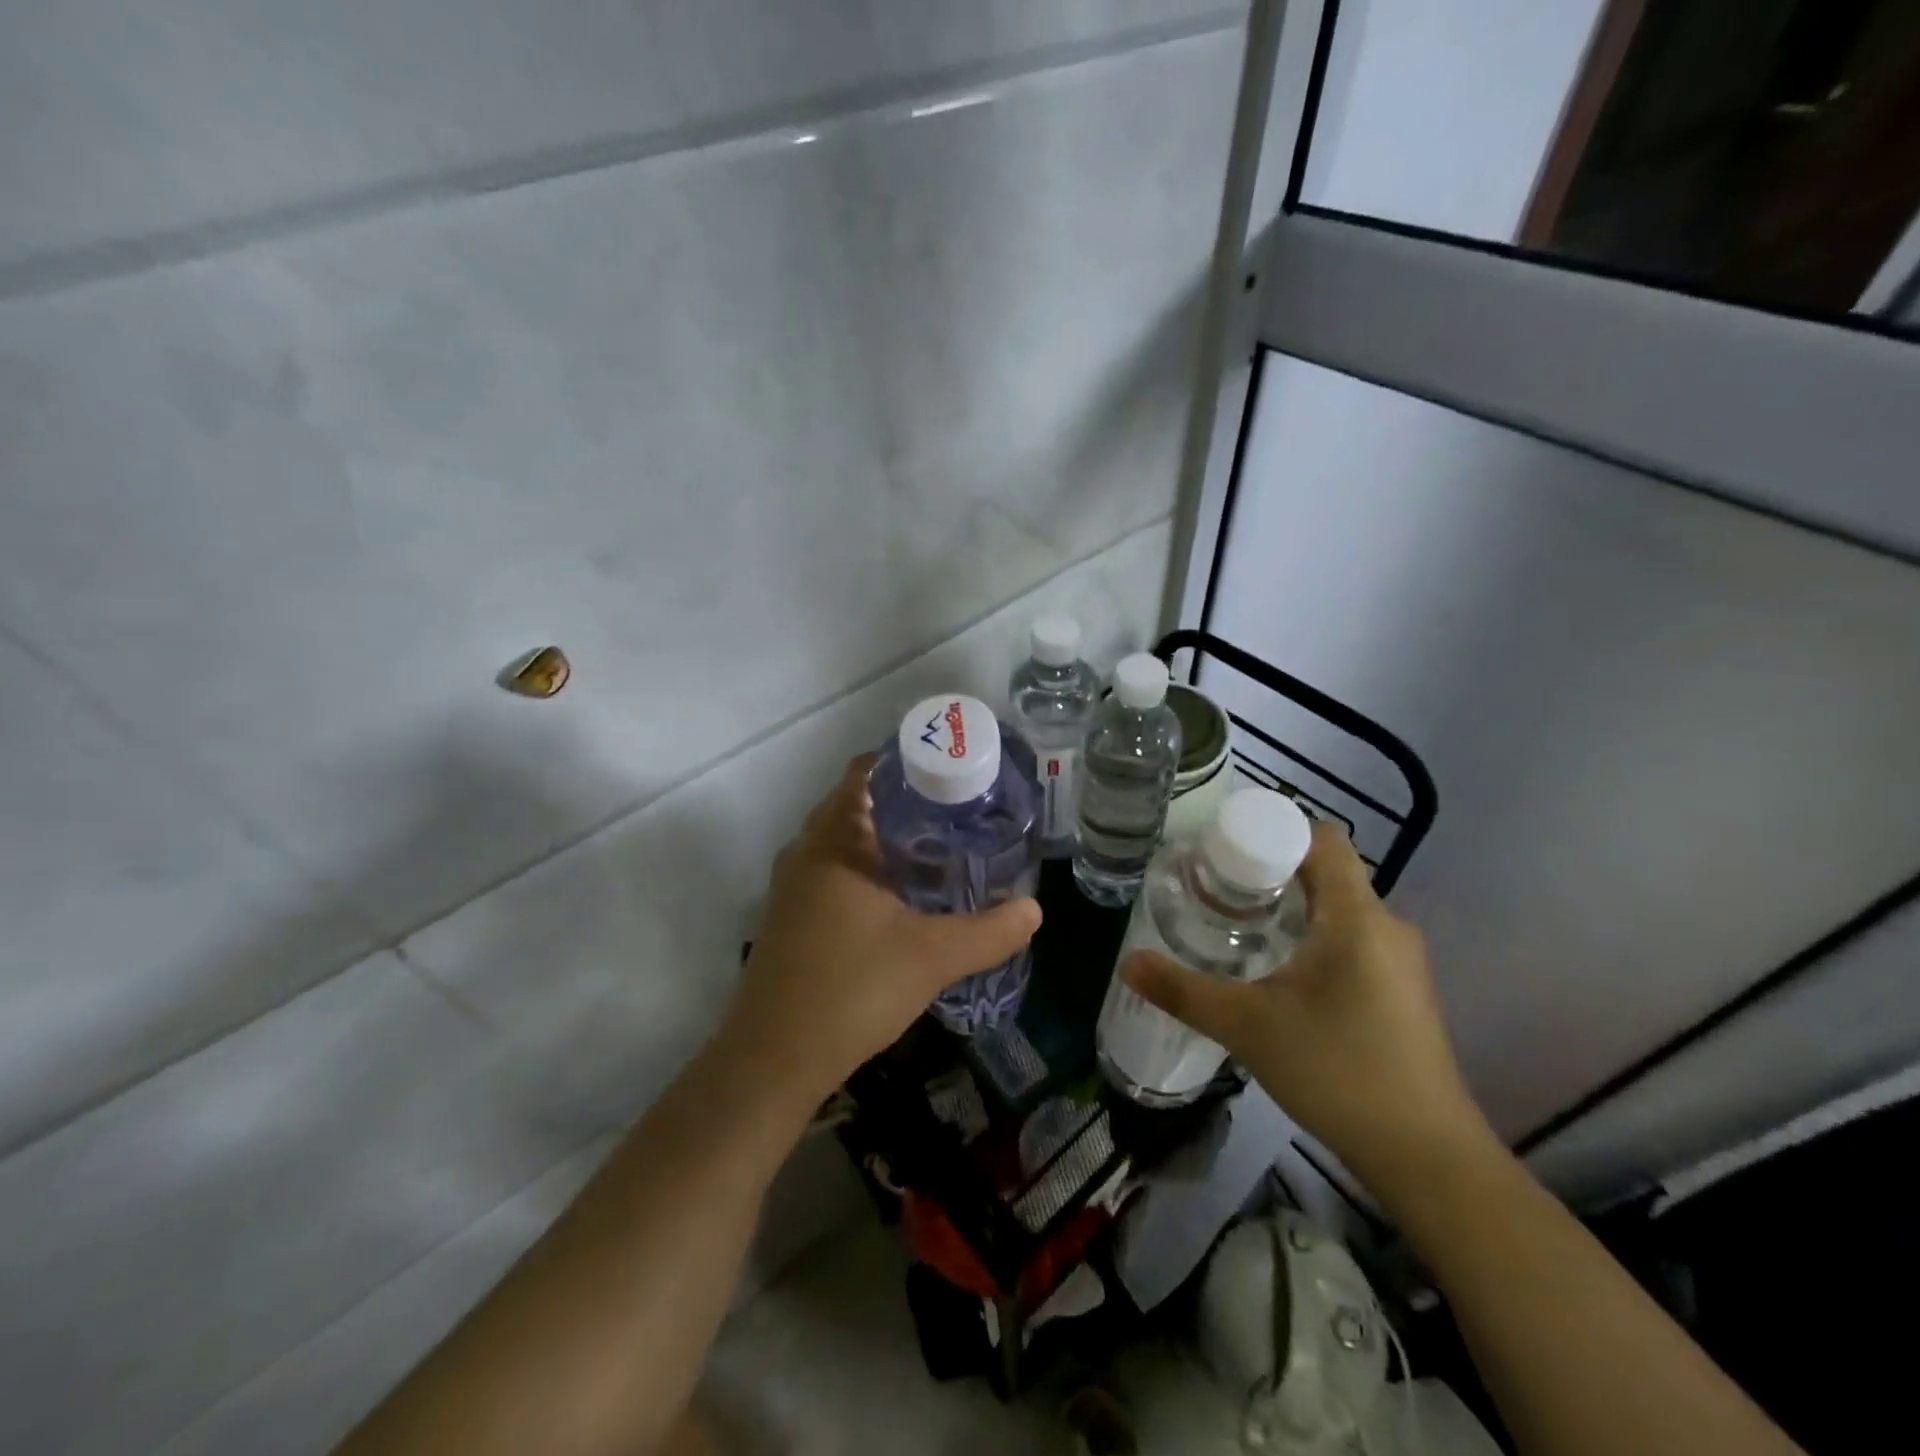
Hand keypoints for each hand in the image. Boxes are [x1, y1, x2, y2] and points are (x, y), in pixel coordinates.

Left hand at [724, 755, 1042, 1104]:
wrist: (772, 1059)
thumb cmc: (851, 990)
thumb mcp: (932, 958)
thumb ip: (989, 932)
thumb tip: (1035, 909)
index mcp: (834, 842)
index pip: (864, 772)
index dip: (906, 763)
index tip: (950, 771)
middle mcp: (806, 851)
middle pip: (855, 804)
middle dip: (904, 803)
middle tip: (956, 811)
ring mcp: (791, 885)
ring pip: (842, 840)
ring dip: (882, 838)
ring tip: (937, 848)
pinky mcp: (789, 915)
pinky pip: (831, 869)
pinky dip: (864, 867)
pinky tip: (898, 897)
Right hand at [1120, 823, 1493, 1197]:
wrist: (1427, 1159)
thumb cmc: (1339, 1072)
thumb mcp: (1247, 1027)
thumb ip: (1183, 991)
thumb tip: (1128, 963)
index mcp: (1355, 916)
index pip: (1321, 838)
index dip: (1271, 831)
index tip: (1224, 852)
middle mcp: (1385, 926)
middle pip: (1324, 873)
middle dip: (1268, 873)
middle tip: (1214, 892)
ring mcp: (1399, 961)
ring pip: (1336, 910)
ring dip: (1289, 909)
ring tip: (1236, 928)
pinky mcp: (1401, 992)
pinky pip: (1351, 940)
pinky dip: (1312, 939)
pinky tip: (1278, 975)